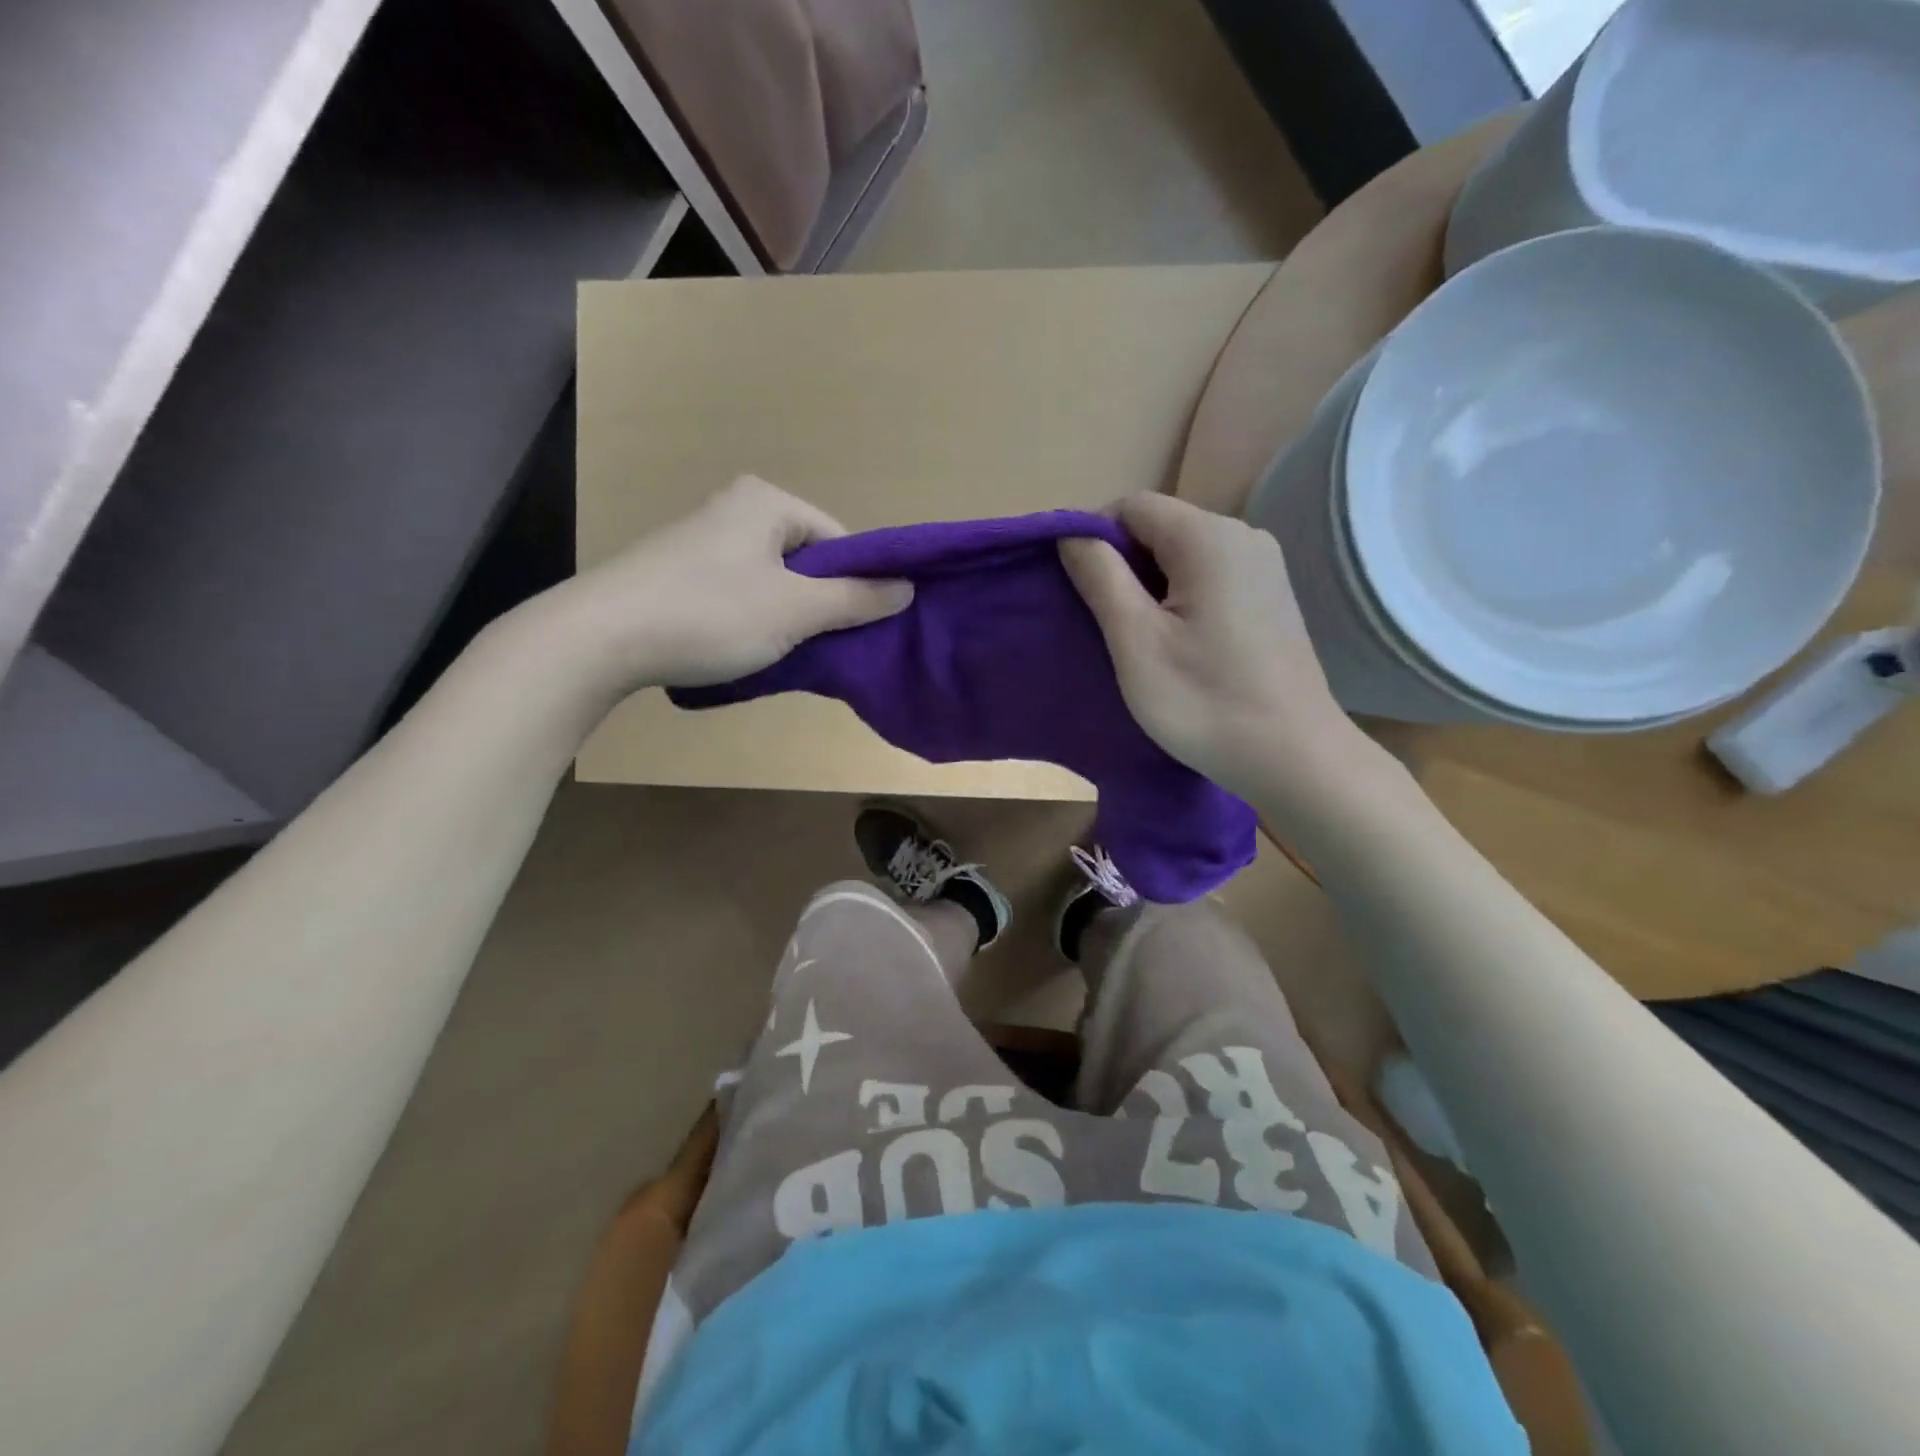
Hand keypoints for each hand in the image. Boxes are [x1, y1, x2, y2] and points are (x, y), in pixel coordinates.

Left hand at [542, 477, 912, 693]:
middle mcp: (735, 508)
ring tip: (781, 653)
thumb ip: (856, 599)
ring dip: (786, 618)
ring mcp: (702, 540)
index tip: (855, 628)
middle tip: (819, 645)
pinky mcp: (678, 572)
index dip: (856, 585)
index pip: (839, 540)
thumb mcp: (795, 610)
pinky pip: (738, 593)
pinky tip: (743, 649)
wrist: (600, 637)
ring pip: (772, 581)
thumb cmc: (710, 613)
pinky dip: (751, 621)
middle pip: (806, 560)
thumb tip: (908, 588)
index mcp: (767, 501)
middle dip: (819, 605)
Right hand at [1060, 494, 1368, 799]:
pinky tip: (1177, 644)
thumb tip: (1071, 534)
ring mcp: (1264, 566)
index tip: (1078, 591)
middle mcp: (1243, 536)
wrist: (1293, 757)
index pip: (1131, 506)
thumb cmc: (1204, 701)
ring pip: (1182, 555)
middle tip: (1104, 624)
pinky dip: (1179, 599)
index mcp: (1209, 537)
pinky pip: (1209, 577)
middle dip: (1121, 565)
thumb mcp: (1135, 641)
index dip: (1093, 538)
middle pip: (1159, 527)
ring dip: (1148, 586)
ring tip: (1137, 639)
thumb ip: (1100, 577)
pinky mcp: (1271, 597)